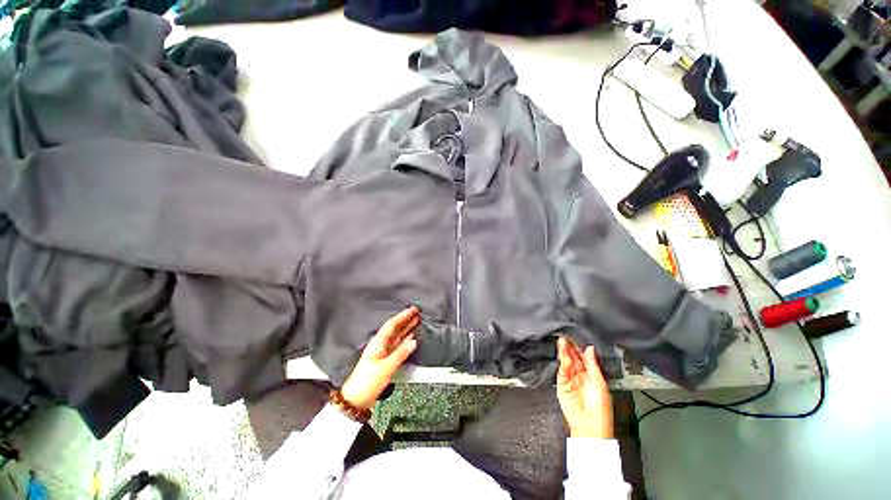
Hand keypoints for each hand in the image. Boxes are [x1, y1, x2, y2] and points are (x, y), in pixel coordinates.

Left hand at [341, 306, 419, 410]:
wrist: (357, 399)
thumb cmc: (368, 381)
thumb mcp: (386, 367)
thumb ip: (401, 353)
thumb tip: (414, 342)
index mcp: (379, 342)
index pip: (392, 324)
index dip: (403, 316)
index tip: (413, 309)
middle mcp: (381, 344)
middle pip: (395, 328)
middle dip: (406, 319)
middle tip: (417, 312)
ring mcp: (384, 351)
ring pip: (397, 336)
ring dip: (407, 328)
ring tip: (416, 321)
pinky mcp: (386, 359)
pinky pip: (398, 345)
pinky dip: (405, 340)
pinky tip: (411, 338)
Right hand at [556, 337, 613, 437]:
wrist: (590, 425)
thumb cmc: (600, 408)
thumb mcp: (599, 382)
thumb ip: (592, 364)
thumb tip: (590, 348)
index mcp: (592, 375)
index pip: (584, 358)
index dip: (580, 348)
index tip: (575, 337)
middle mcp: (580, 376)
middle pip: (574, 358)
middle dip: (570, 348)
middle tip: (566, 337)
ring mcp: (570, 380)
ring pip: (566, 362)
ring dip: (564, 352)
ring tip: (562, 342)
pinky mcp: (561, 385)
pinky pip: (561, 371)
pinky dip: (563, 364)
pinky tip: (565, 358)